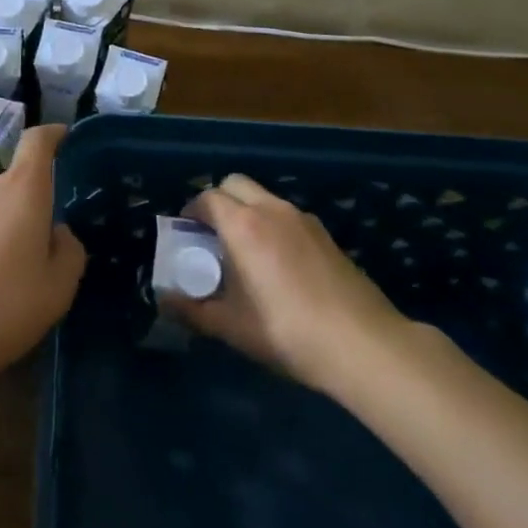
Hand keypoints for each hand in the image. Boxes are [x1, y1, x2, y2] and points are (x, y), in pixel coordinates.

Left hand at [0, 124, 84, 385]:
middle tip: (37, 250)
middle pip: (13, 181)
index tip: (62, 138)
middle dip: (28, 205)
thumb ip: (69, 252)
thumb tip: (57, 233)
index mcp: (22, 189)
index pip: (37, 141)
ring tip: (3, 272)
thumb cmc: (1, 306)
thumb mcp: (58, 289)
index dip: (52, 135)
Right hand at [165, 173, 401, 391]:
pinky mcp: (326, 235)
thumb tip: (164, 300)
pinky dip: (272, 224)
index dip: (191, 212)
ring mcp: (304, 219)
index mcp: (243, 225)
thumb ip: (193, 310)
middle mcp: (272, 210)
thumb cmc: (286, 331)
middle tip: (212, 236)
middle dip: (218, 201)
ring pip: (264, 197)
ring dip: (246, 211)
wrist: (363, 344)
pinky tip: (278, 264)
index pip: (207, 198)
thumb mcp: (231, 327)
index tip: (186, 235)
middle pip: (235, 184)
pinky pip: (287, 215)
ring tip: (244, 251)